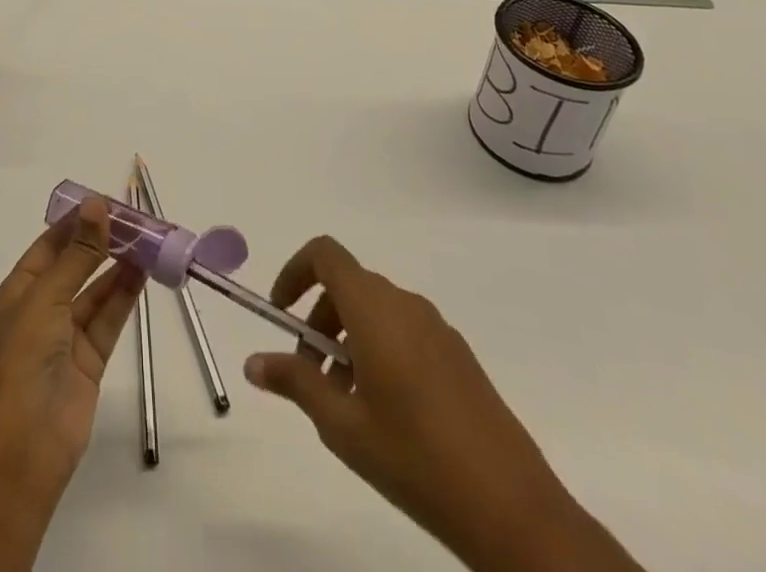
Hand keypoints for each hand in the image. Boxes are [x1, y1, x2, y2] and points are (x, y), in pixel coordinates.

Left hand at [0, 196, 145, 505]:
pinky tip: (144, 272)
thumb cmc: (24, 360)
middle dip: (103, 242)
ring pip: (96, 290)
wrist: (25, 448)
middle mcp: (42, 308)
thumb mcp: (47, 298)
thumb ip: (78, 253)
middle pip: (76, 265)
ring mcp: (66, 336)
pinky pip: (109, 318)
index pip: (50, 245)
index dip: (77, 222)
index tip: (108, 202)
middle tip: (136, 220)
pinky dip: (125, 295)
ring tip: (148, 240)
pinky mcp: (89, 360)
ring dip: (119, 266)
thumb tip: (96, 204)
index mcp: (19, 291)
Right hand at [243, 237, 641, 571]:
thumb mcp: (342, 426)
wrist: (513, 510)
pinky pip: (405, 332)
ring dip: (348, 340)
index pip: (325, 254)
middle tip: (310, 376)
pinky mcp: (459, 356)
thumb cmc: (415, 458)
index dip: (295, 271)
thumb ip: (295, 383)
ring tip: (345, 402)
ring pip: (376, 311)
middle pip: (348, 285)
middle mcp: (405, 304)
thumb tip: (252, 362)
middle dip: (319, 320)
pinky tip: (385, 413)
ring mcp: (437, 328)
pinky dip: (379, 351)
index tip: (281, 314)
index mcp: (375, 308)